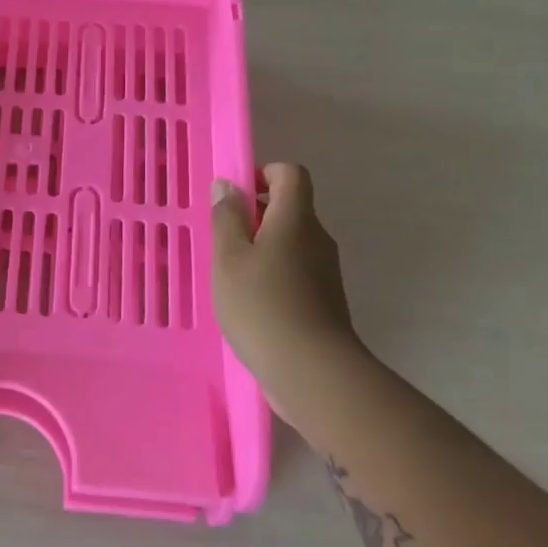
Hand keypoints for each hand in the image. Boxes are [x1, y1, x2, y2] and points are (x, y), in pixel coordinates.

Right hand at [211, 163, 358, 385]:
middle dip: (255, 215)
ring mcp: (325, 272)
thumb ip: (227, 218)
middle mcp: (317, 239)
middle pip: (290, 208)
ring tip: (230, 276)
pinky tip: (250, 304)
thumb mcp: (228, 258)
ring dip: (261, 249)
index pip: (290, 174)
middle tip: (222, 240)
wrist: (313, 373)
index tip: (235, 196)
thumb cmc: (262, 306)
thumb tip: (229, 186)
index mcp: (296, 219)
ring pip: (291, 243)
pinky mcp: (324, 301)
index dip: (263, 174)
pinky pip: (295, 272)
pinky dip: (272, 276)